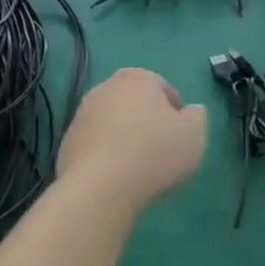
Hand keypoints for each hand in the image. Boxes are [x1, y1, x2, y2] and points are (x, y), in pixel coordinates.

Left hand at [57, 69, 206, 207]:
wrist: (101, 186)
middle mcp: (105, 89)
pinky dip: (105, 153)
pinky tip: (115, 175)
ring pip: (110, 121)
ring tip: (137, 164)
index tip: (180, 130)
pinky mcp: (67, 142)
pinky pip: (94, 143)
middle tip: (159, 146)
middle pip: (131, 101)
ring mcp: (81, 115)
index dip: (173, 107)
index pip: (160, 85)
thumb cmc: (155, 153)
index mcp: (137, 79)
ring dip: (123, 135)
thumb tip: (190, 111)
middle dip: (144, 118)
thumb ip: (197, 117)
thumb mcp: (194, 134)